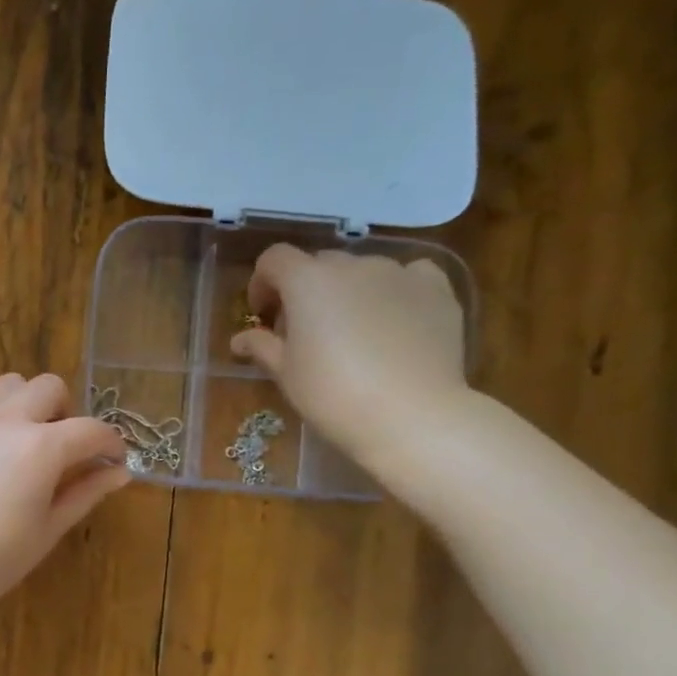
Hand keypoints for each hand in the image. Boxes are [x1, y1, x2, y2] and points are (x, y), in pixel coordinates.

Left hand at [0, 373, 128, 625]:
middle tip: (63, 450)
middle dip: (66, 413)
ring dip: (26, 405)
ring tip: (21, 443)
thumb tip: (118, 472)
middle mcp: (5, 419)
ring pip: (8, 385)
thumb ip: (85, 493)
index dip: (112, 444)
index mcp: (41, 447)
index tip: (114, 461)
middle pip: (49, 387)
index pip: (92, 430)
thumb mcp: (47, 531)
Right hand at [230, 245, 470, 473]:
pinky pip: (408, 277)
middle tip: (304, 332)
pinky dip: (394, 292)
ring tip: (353, 333)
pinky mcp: (436, 289)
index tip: (263, 316)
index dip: (262, 283)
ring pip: (363, 271)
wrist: (410, 415)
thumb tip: (240, 340)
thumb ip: (261, 347)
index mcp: (308, 282)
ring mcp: (399, 273)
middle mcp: (353, 265)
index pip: (274, 260)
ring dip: (349, 292)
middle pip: (319, 265)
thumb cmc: (333, 396)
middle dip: (305, 291)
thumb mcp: (286, 375)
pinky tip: (395, 322)